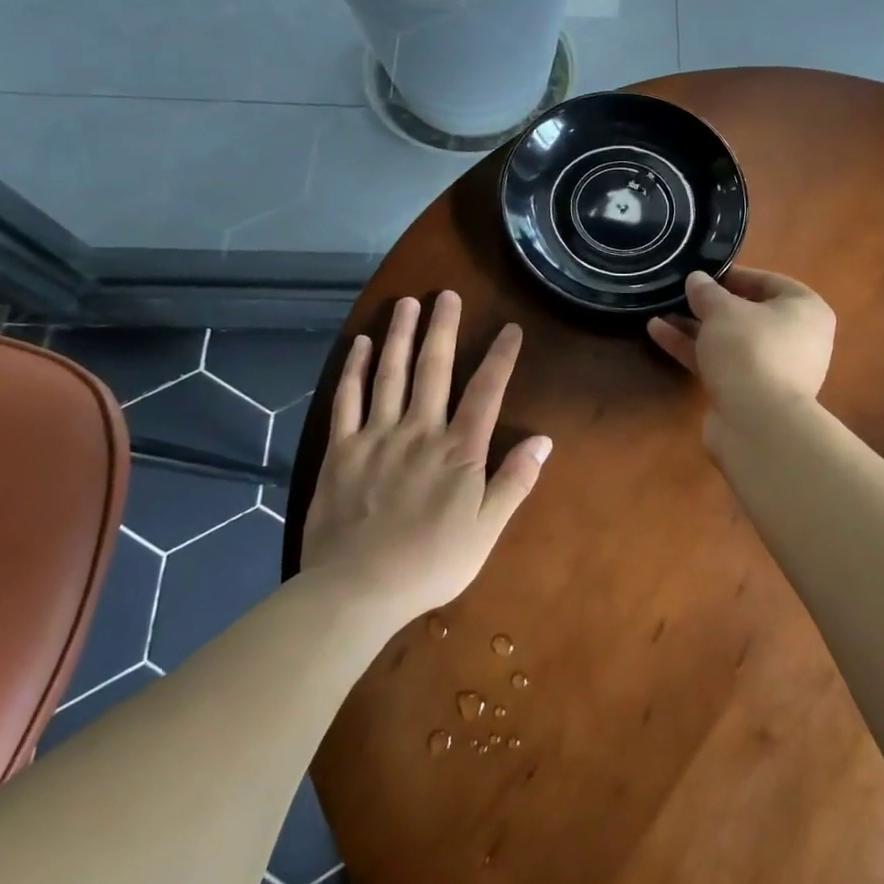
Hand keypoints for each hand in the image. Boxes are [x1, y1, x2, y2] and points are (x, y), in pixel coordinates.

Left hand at [299, 291, 551, 620]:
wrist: (357, 589)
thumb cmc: (431, 563)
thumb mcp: (486, 530)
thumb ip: (514, 482)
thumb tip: (544, 440)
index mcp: (458, 451)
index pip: (486, 392)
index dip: (500, 357)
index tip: (510, 328)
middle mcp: (419, 432)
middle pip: (434, 369)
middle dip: (443, 328)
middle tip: (447, 294)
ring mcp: (376, 437)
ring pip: (391, 374)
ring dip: (401, 335)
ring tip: (408, 302)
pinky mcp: (340, 450)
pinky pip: (348, 400)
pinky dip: (356, 369)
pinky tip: (363, 345)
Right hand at [646, 268, 834, 423]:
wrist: (757, 423)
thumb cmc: (750, 350)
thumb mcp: (723, 311)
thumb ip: (707, 292)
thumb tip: (697, 279)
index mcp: (805, 310)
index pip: (769, 282)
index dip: (734, 275)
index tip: (703, 274)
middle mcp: (797, 339)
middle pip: (748, 313)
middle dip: (710, 305)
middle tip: (680, 294)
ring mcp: (774, 369)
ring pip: (730, 340)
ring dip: (695, 327)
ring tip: (659, 311)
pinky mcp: (750, 393)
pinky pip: (721, 363)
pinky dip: (694, 349)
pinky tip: (659, 334)